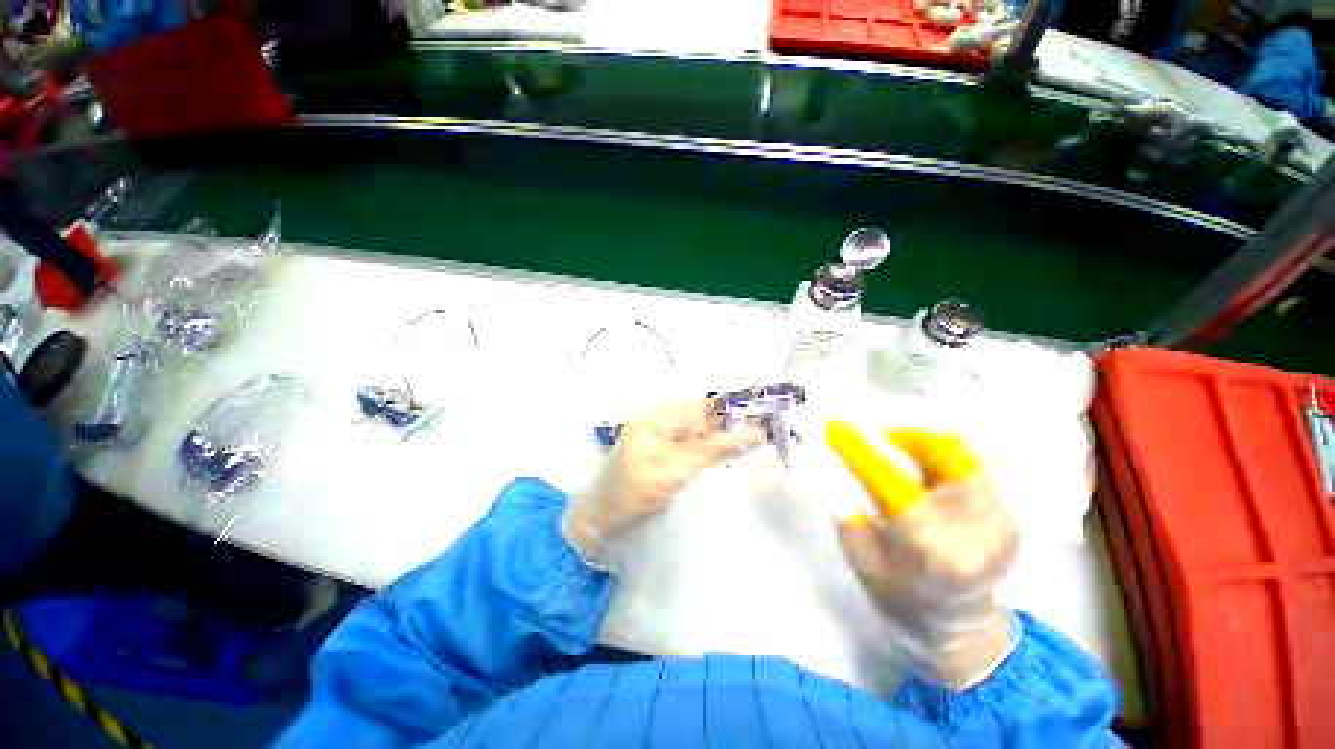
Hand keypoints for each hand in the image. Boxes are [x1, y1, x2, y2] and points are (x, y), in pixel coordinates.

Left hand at [562, 400, 766, 563]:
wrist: (600, 522)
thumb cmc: (632, 493)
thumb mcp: (674, 468)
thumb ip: (713, 448)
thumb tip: (754, 433)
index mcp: (663, 413)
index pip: (710, 404)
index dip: (741, 407)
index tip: (773, 414)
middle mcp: (667, 418)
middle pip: (712, 415)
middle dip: (741, 420)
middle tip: (777, 429)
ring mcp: (668, 437)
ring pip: (709, 430)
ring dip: (734, 435)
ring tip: (767, 439)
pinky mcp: (671, 455)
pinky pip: (701, 446)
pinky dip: (721, 449)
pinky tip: (739, 453)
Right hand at [822, 423, 1019, 687]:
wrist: (957, 627)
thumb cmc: (899, 596)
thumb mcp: (862, 558)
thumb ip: (852, 510)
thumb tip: (844, 466)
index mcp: (931, 547)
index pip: (892, 481)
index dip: (862, 450)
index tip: (837, 429)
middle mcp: (975, 531)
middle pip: (943, 454)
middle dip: (904, 438)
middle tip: (879, 440)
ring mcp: (1001, 523)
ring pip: (962, 456)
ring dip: (925, 446)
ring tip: (903, 455)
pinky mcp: (1010, 518)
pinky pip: (974, 470)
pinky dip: (945, 460)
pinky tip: (927, 473)